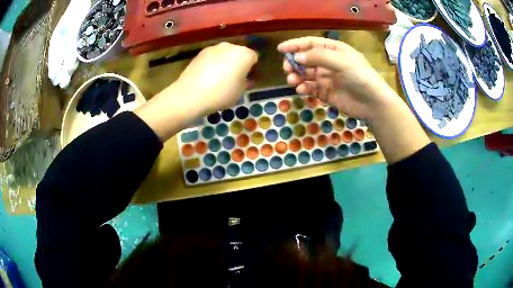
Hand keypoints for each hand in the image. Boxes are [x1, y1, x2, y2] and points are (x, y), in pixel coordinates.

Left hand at [175, 42, 257, 116]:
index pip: (254, 58)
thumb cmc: (221, 93)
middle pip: (239, 53)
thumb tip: (246, 79)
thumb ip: (246, 83)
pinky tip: (207, 76)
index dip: (252, 69)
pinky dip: (213, 63)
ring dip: (225, 62)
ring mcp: (214, 47)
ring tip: (219, 77)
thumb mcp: (240, 92)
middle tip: (234, 78)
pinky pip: (213, 57)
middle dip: (239, 63)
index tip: (248, 79)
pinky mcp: (201, 52)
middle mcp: (231, 46)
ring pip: (225, 54)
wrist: (191, 94)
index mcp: (245, 54)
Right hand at [278, 37, 396, 121]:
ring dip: (297, 76)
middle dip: (294, 62)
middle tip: (287, 68)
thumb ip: (318, 57)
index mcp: (334, 50)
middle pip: (306, 59)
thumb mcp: (341, 61)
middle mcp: (329, 62)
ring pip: (306, 74)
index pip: (311, 44)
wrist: (372, 103)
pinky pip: (310, 88)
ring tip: (292, 80)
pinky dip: (304, 88)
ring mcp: (327, 78)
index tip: (280, 49)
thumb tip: (296, 57)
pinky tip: (301, 90)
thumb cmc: (360, 76)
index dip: (295, 45)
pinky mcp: (326, 92)